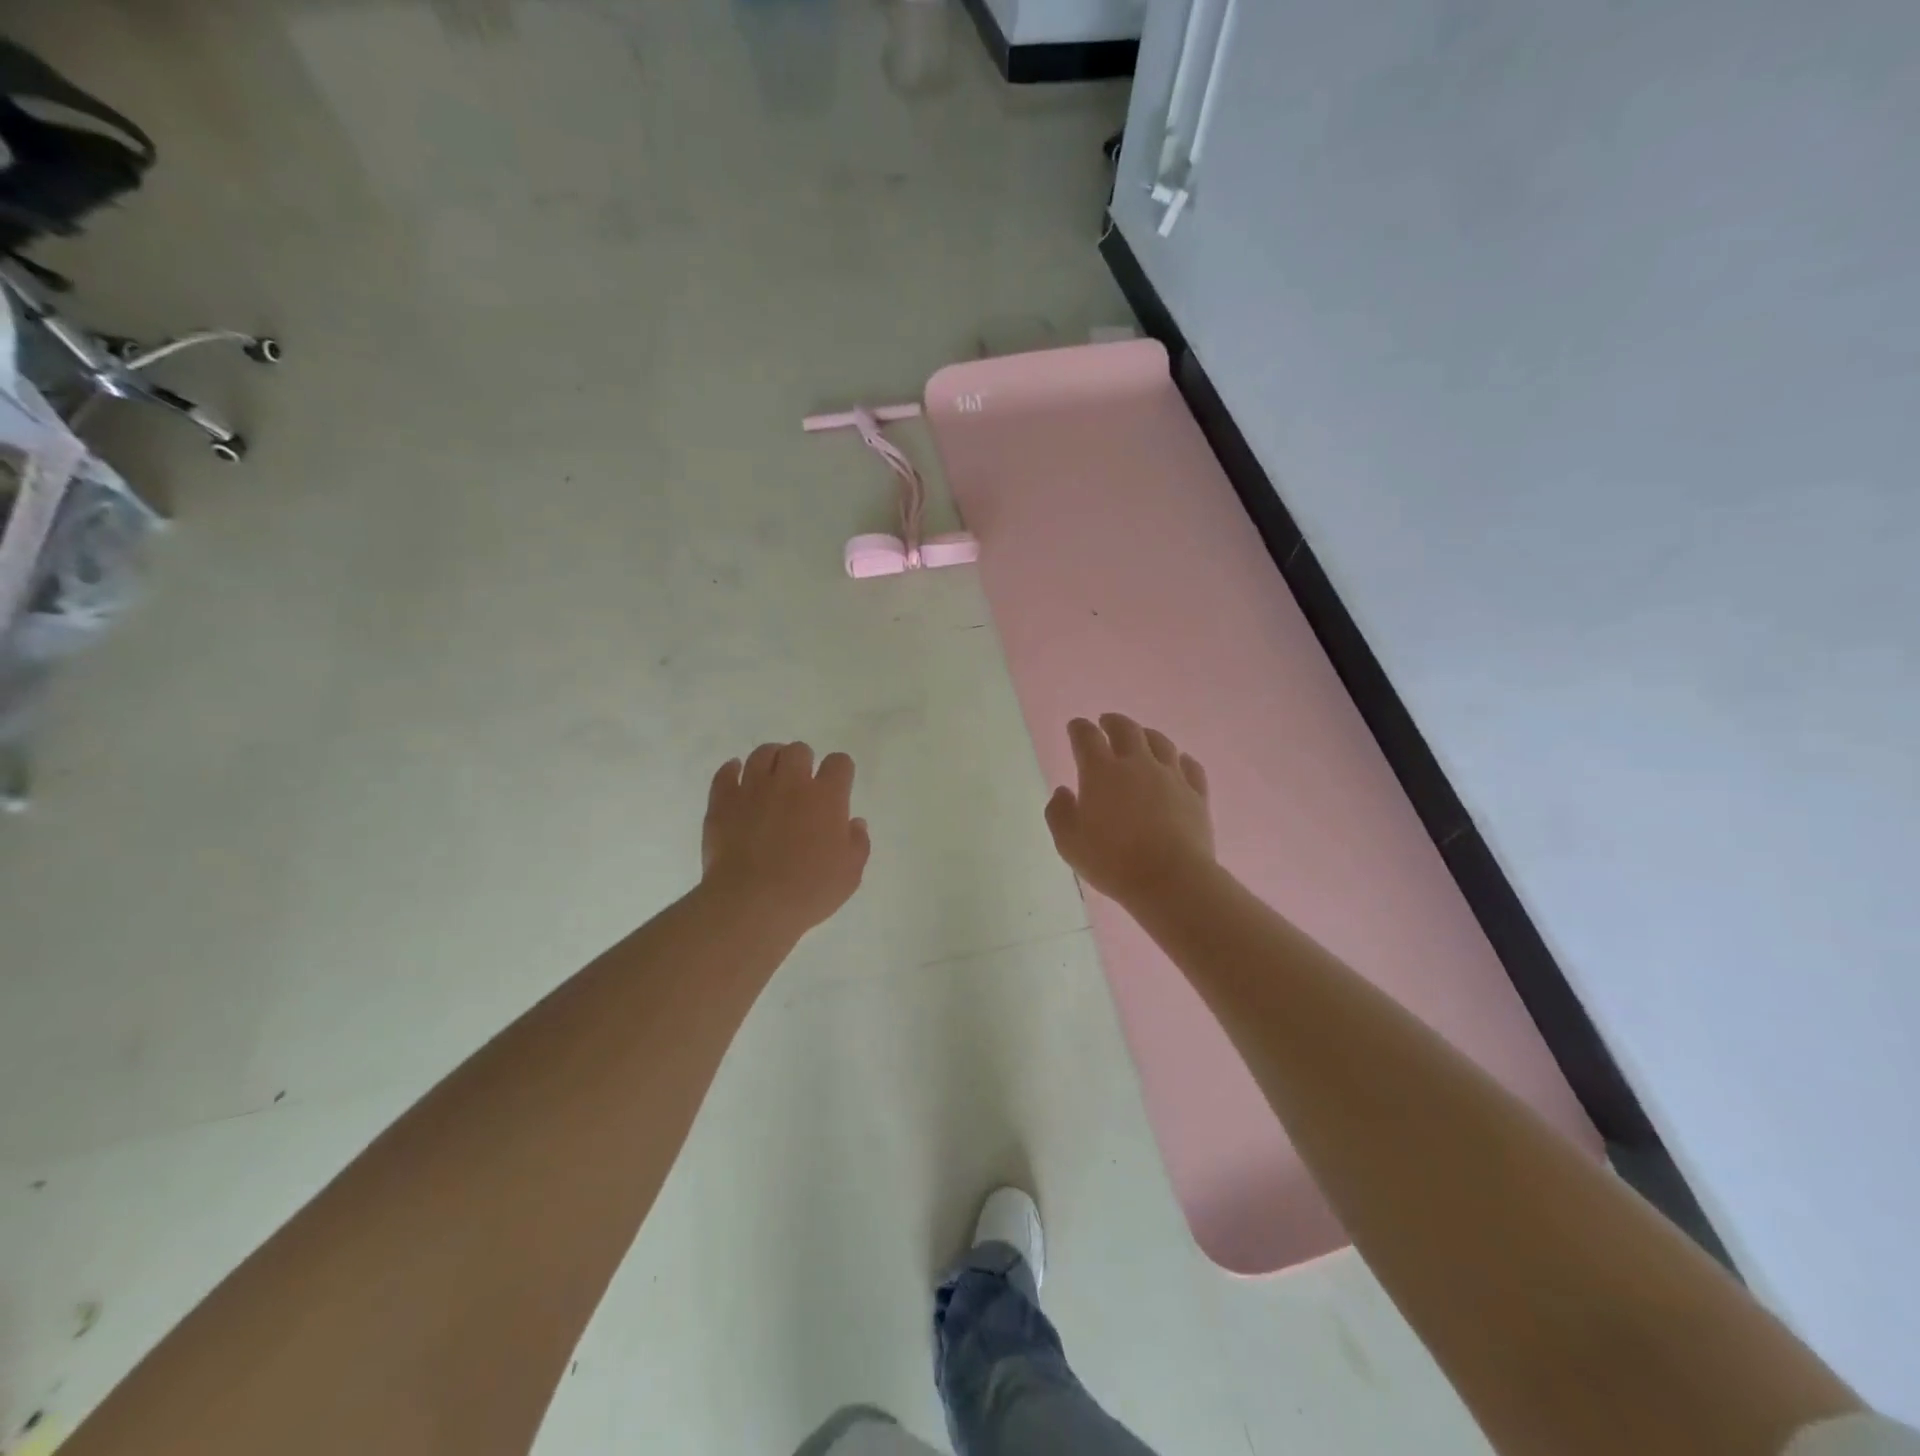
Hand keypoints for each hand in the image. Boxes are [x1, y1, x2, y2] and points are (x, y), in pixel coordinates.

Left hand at [702, 742, 870, 938]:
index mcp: (826, 797)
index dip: (841, 771)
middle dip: (803, 762)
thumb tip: (855, 823)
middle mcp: (791, 782)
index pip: (839, 763)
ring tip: (771, 777)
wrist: (751, 904)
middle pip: (799, 750)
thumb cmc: (808, 891)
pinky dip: (732, 770)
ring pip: (762, 754)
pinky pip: (726, 773)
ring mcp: (753, 788)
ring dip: (771, 760)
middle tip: (802, 784)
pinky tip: (736, 776)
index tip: (838, 785)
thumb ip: (857, 843)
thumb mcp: (849, 874)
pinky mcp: (723, 801)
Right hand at [1045, 714, 1214, 908]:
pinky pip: (1190, 767)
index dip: (1079, 728)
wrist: (1170, 879)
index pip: (1087, 737)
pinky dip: (1181, 760)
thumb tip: (1063, 791)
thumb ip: (1059, 812)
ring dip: (1147, 735)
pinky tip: (1179, 762)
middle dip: (1113, 722)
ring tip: (1142, 737)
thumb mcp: (1068, 843)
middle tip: (1106, 722)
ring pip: (1160, 742)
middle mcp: (1137, 764)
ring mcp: (1170, 776)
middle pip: (1126, 729)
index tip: (1076, 726)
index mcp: (1101, 772)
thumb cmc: (1112, 861)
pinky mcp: (1196, 794)